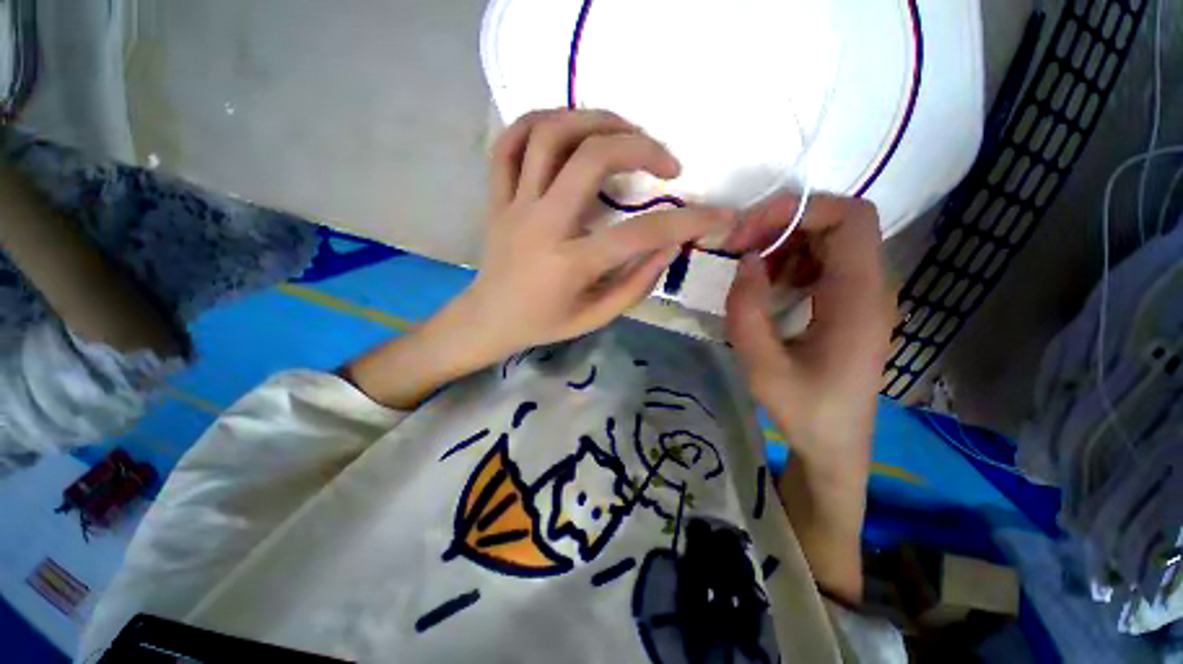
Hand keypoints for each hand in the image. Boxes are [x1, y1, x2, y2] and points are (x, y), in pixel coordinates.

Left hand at [452, 109, 734, 361]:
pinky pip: (508, 143)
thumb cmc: (544, 323)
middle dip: (640, 147)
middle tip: (666, 163)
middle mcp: (542, 225)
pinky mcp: (497, 197)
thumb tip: (671, 246)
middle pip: (590, 158)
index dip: (688, 221)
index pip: (639, 235)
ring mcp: (514, 205)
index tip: (718, 214)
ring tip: (624, 132)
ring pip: (548, 134)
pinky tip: (567, 127)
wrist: (489, 319)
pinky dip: (538, 121)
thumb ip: (635, 284)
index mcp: (570, 264)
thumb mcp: (596, 317)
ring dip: (594, 120)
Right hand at [724, 193, 891, 464]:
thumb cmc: (804, 410)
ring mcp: (863, 295)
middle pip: (838, 223)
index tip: (750, 231)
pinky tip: (769, 285)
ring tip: (750, 269)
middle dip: (783, 224)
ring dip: (785, 243)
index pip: (850, 218)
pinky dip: (791, 262)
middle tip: (739, 246)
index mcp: (860, 298)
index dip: (799, 210)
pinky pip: (824, 264)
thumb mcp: (762, 367)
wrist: (834, 444)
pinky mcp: (850, 305)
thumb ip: (747, 311)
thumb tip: (746, 260)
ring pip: (829, 241)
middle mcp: (871, 287)